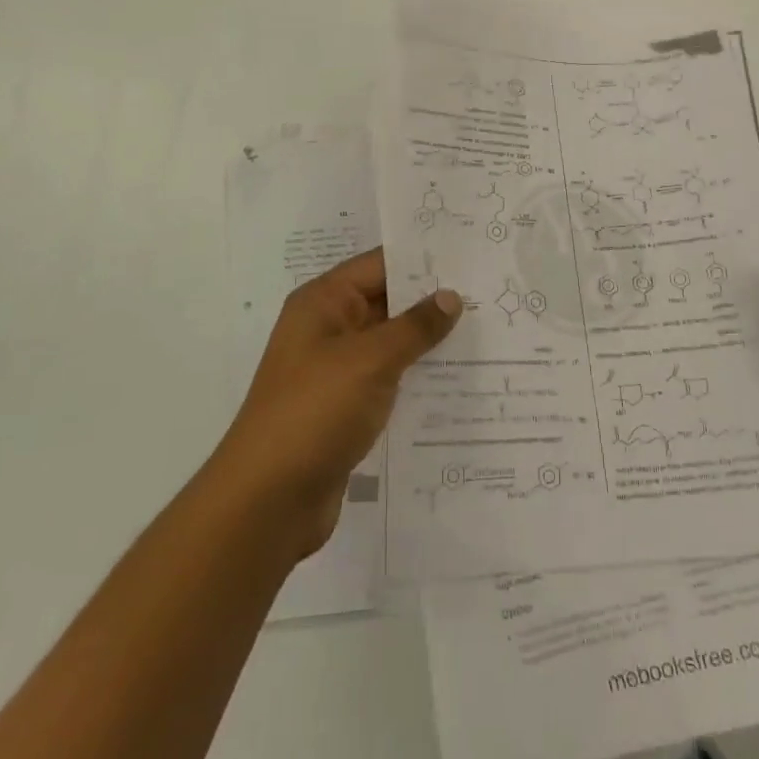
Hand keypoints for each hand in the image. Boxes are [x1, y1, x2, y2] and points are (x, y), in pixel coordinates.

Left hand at [209, 248, 460, 559]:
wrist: (268, 501)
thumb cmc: (315, 411)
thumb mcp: (369, 360)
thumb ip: (414, 326)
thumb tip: (450, 296)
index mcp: (324, 302)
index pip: (380, 265)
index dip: (423, 260)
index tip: (470, 257)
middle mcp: (329, 328)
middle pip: (387, 303)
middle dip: (433, 302)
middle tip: (490, 295)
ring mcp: (337, 371)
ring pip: (391, 345)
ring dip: (430, 343)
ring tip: (486, 335)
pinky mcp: (346, 409)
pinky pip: (389, 381)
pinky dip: (418, 379)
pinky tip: (460, 383)